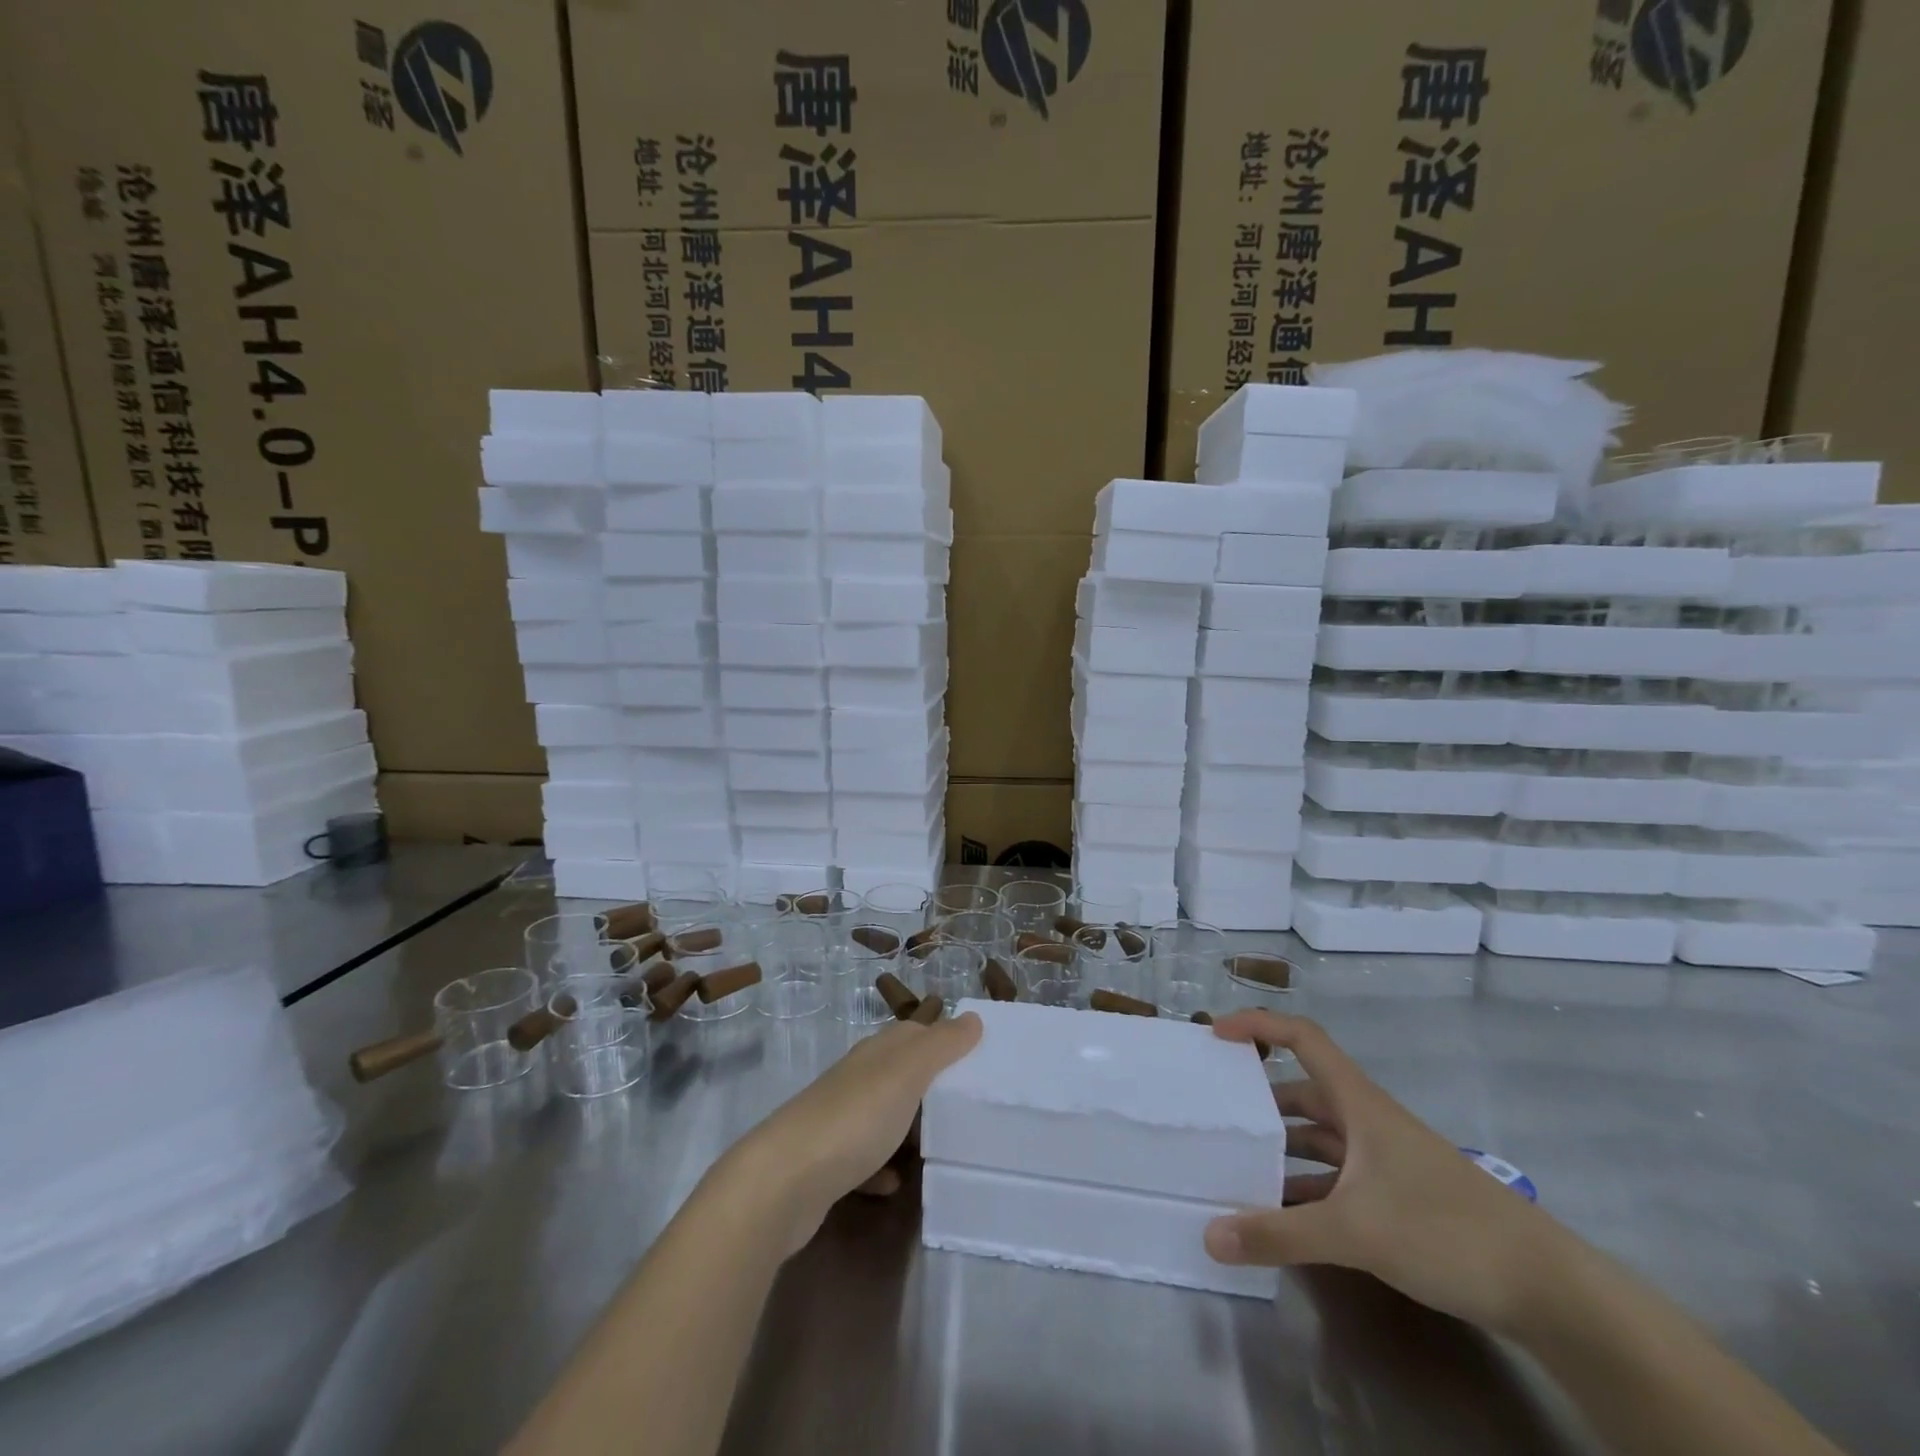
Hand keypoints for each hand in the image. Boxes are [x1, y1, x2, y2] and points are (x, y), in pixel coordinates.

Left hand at [732, 1013, 982, 1251]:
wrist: (783, 1182)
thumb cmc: (854, 1119)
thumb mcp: (907, 1074)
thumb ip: (941, 1045)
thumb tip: (972, 1017)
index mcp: (877, 1053)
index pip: (917, 1033)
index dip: (946, 1041)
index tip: (981, 1061)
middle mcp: (858, 1079)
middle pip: (902, 1074)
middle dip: (933, 1088)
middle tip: (971, 1109)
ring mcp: (840, 1120)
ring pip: (884, 1115)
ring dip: (909, 1129)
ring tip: (942, 1147)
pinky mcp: (828, 1163)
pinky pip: (866, 1159)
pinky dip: (883, 1168)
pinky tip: (895, 1184)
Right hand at [1203, 1010, 1574, 1333]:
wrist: (1548, 1290)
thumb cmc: (1446, 1231)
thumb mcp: (1356, 1231)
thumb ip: (1281, 1234)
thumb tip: (1209, 1235)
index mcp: (1359, 1103)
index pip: (1303, 1038)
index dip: (1259, 1024)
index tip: (1217, 1034)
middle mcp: (1368, 1121)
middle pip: (1304, 1091)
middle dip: (1260, 1100)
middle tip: (1217, 1113)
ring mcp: (1385, 1160)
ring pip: (1319, 1139)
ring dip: (1282, 1150)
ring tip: (1237, 1167)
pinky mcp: (1398, 1197)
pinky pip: (1336, 1178)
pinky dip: (1307, 1189)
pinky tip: (1284, 1216)